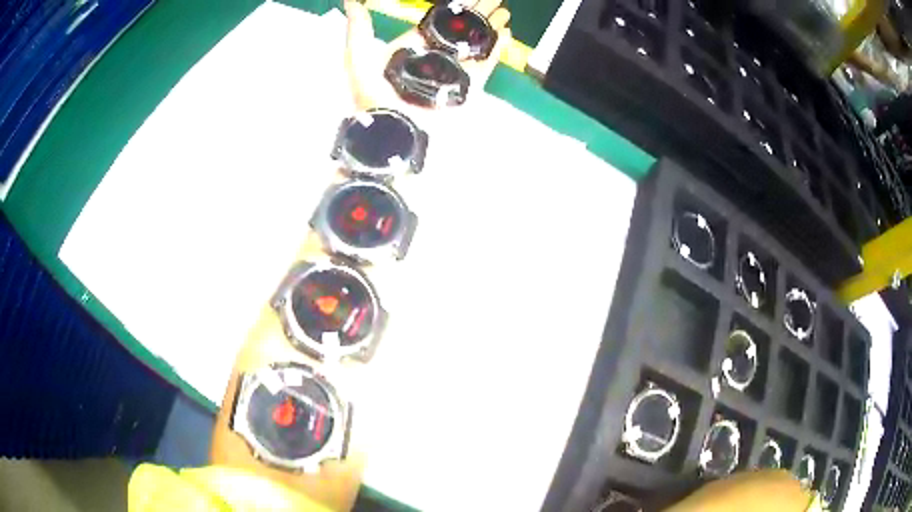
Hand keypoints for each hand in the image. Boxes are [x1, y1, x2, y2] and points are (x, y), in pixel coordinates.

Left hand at [343, 0, 510, 114]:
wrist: (396, 135)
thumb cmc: (375, 98)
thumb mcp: (359, 60)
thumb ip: (359, 30)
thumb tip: (350, 1)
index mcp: (411, 48)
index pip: (436, 21)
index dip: (453, 7)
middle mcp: (434, 57)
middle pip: (460, 29)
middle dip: (477, 13)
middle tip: (496, 0)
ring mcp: (453, 72)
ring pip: (475, 43)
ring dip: (489, 27)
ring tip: (505, 13)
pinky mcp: (468, 87)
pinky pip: (485, 64)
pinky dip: (495, 49)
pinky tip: (505, 35)